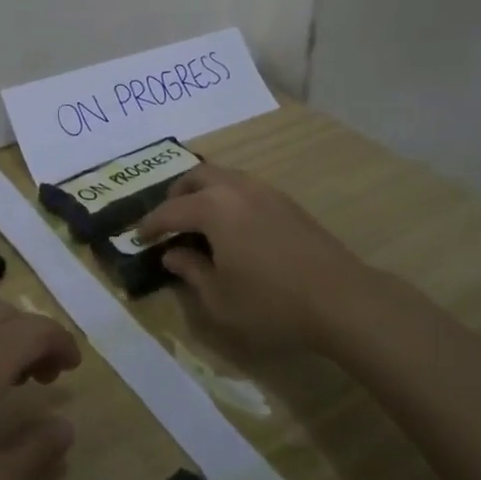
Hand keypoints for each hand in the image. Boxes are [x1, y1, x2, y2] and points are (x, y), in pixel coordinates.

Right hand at [137, 164, 370, 352]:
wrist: (340, 298)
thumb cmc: (271, 302)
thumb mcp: (220, 298)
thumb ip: (191, 271)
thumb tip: (172, 255)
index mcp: (213, 207)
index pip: (170, 210)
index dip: (151, 225)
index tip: (139, 237)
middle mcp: (236, 188)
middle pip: (196, 177)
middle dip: (176, 195)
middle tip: (168, 221)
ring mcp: (265, 190)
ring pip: (222, 177)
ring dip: (203, 192)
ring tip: (199, 222)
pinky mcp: (286, 202)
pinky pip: (244, 187)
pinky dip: (227, 198)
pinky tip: (232, 227)